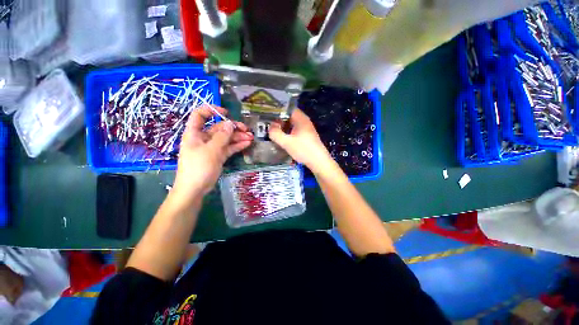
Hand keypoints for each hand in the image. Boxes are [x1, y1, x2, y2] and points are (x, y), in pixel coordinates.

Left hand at [172, 106, 252, 205]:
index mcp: (195, 133)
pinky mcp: (218, 156)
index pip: (200, 115)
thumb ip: (222, 136)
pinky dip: (237, 146)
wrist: (195, 189)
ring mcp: (212, 148)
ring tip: (251, 138)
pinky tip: (247, 144)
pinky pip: (228, 148)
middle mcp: (203, 138)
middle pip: (219, 128)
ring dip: (238, 137)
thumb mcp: (211, 150)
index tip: (226, 112)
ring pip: (226, 139)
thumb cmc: (198, 167)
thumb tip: (230, 124)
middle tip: (247, 130)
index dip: (211, 110)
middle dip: (233, 128)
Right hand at [269, 109, 332, 173]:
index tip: (267, 114)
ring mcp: (306, 128)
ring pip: (291, 124)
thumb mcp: (287, 142)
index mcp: (301, 118)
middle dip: (278, 119)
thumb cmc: (303, 150)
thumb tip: (269, 127)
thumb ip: (275, 133)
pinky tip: (282, 138)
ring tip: (272, 130)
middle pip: (289, 116)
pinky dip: (288, 132)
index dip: (277, 110)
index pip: (287, 108)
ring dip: (283, 127)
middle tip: (267, 123)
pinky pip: (295, 130)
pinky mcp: (306, 136)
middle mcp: (304, 121)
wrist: (319, 162)